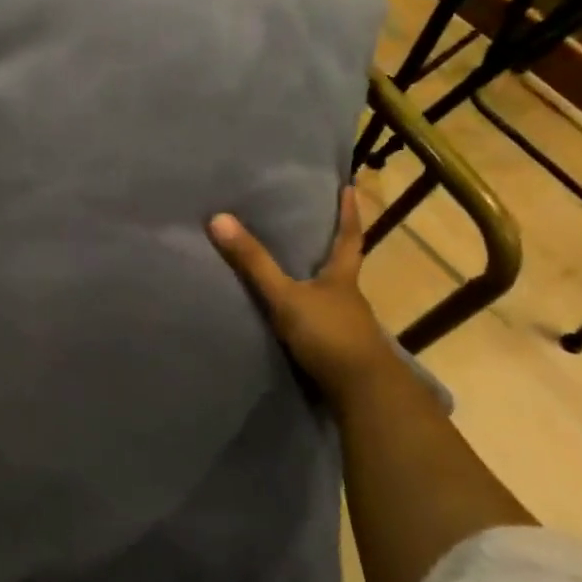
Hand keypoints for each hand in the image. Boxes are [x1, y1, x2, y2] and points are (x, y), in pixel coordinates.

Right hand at [208, 187, 396, 401]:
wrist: (362, 393)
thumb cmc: (329, 335)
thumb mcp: (285, 296)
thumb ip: (253, 262)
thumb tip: (218, 218)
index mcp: (342, 278)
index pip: (348, 238)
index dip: (348, 213)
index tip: (350, 188)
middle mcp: (348, 299)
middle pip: (342, 267)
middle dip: (331, 249)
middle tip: (314, 227)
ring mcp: (347, 328)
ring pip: (331, 298)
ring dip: (317, 286)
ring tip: (294, 272)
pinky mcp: (338, 353)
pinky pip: (321, 324)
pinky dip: (310, 316)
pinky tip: (293, 319)